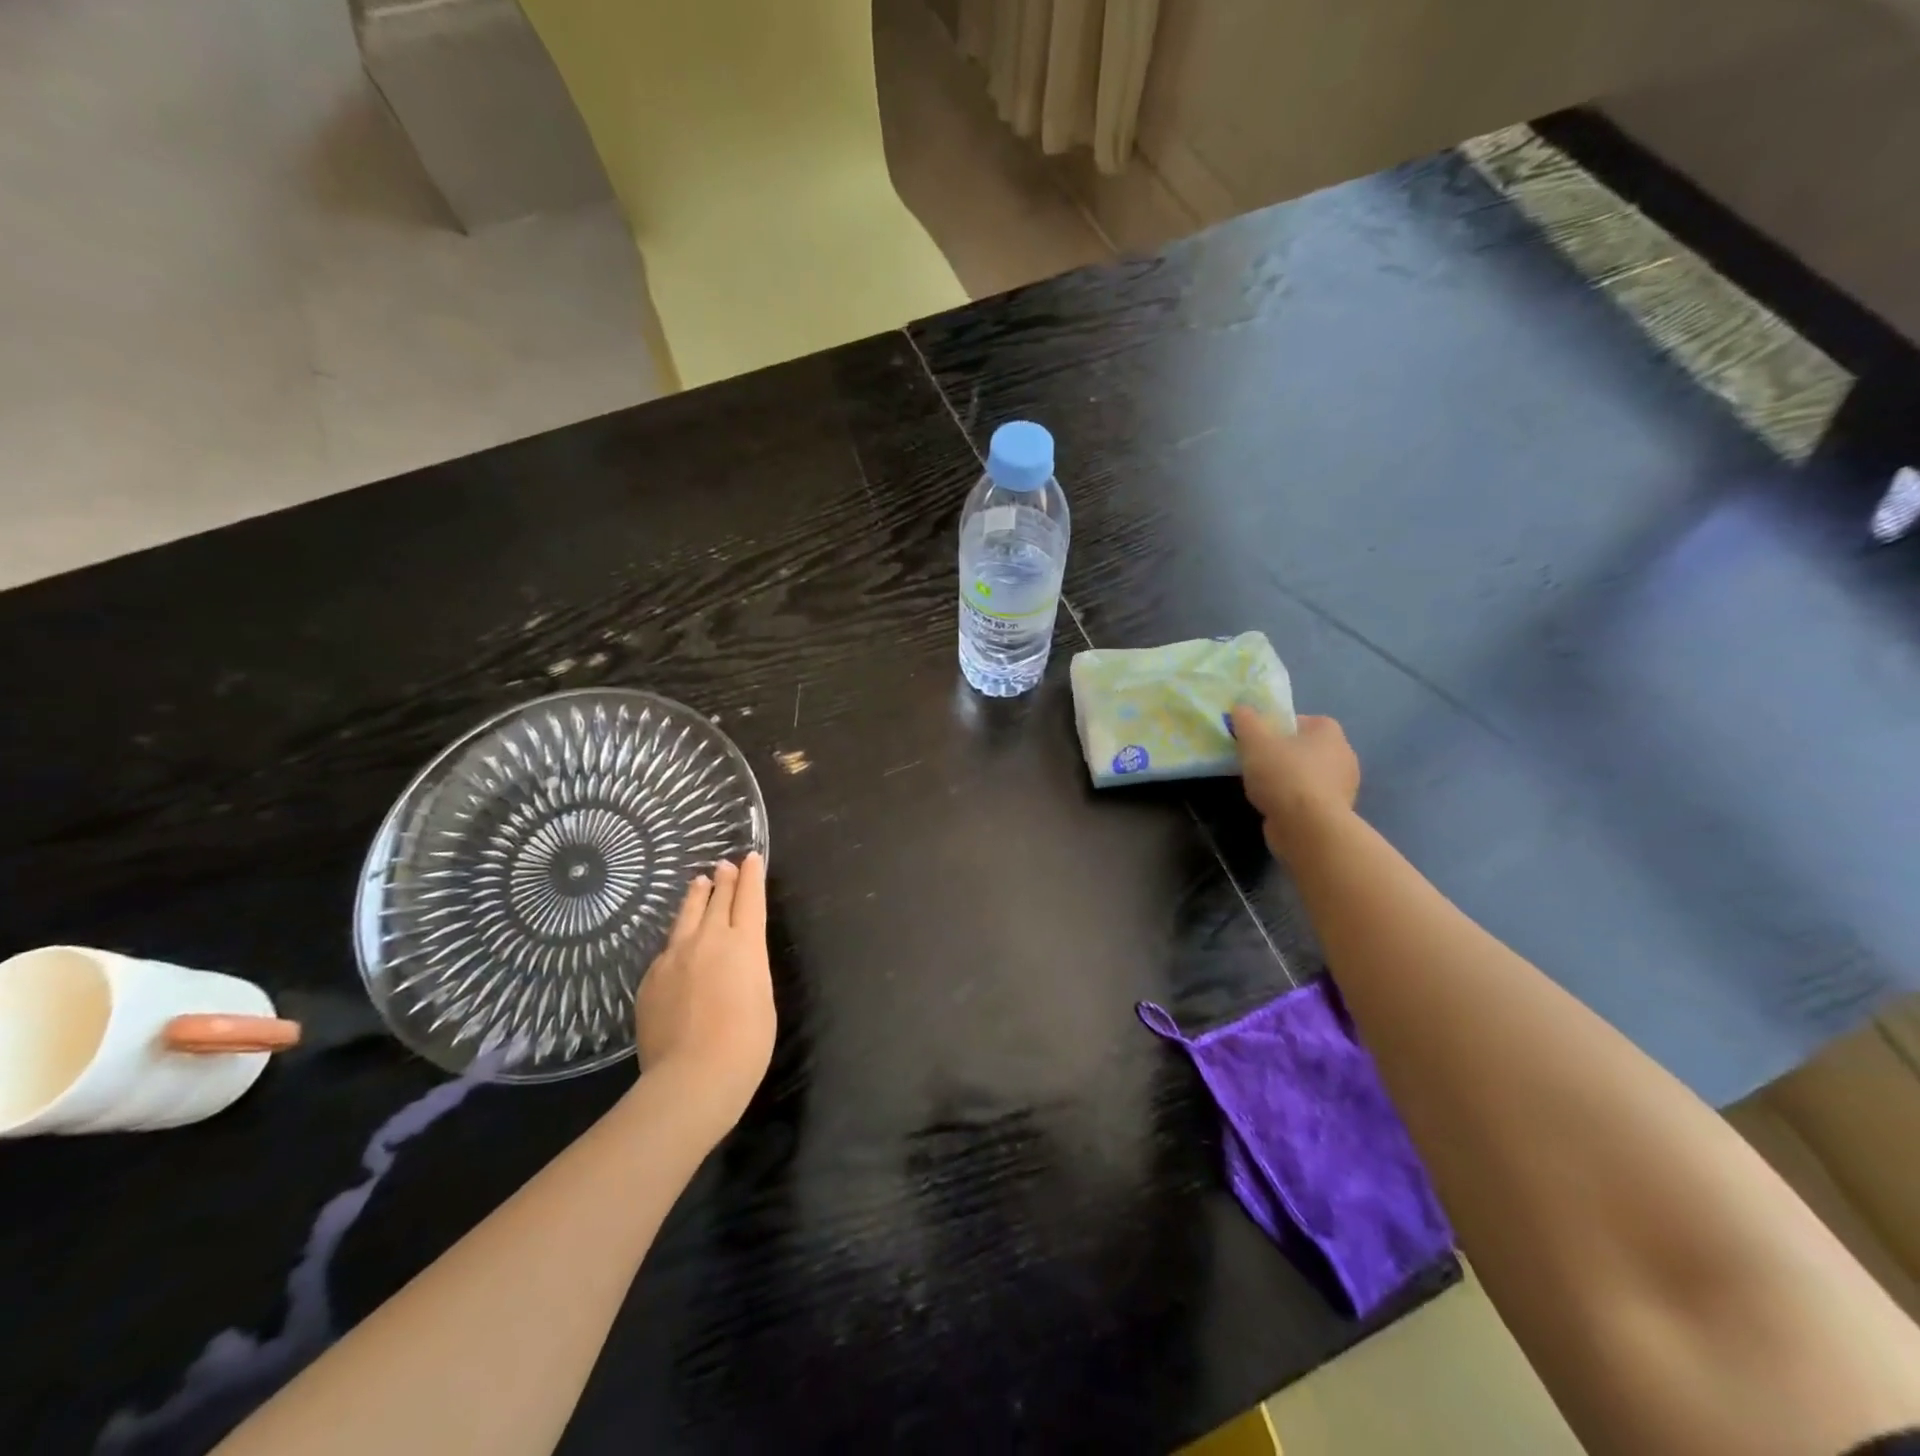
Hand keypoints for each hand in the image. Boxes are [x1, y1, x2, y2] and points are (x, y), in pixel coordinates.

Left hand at [633, 854, 774, 1127]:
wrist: (693, 1076)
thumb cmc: (746, 1043)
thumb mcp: (762, 997)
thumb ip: (747, 969)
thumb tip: (734, 961)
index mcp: (745, 944)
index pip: (750, 899)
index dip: (752, 877)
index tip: (751, 858)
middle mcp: (709, 940)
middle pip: (717, 900)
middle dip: (724, 880)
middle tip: (725, 866)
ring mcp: (675, 957)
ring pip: (687, 917)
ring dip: (696, 898)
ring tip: (698, 884)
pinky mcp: (651, 978)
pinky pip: (666, 950)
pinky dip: (677, 939)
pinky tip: (676, 945)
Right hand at [1230, 709, 1360, 862]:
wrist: (1308, 828)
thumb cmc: (1284, 776)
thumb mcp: (1255, 742)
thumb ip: (1246, 721)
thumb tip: (1241, 708)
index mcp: (1329, 732)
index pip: (1303, 721)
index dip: (1279, 727)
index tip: (1259, 739)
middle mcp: (1343, 755)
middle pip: (1306, 748)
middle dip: (1283, 754)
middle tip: (1257, 762)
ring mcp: (1343, 786)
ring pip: (1308, 775)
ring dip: (1288, 779)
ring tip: (1261, 787)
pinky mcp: (1336, 813)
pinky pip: (1310, 799)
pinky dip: (1294, 801)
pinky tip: (1274, 807)